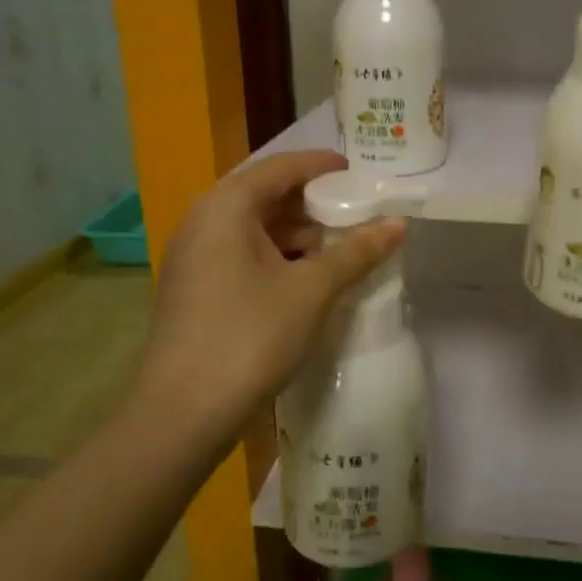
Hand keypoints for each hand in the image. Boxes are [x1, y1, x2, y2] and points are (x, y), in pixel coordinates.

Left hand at [138, 151, 404, 455]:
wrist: (182, 414)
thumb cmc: (249, 336)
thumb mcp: (311, 290)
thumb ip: (356, 251)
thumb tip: (399, 223)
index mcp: (226, 207)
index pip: (280, 167)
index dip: (322, 166)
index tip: (359, 173)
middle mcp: (203, 222)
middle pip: (265, 195)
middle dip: (313, 204)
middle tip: (358, 213)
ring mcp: (194, 257)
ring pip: (254, 228)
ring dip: (298, 234)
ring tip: (342, 248)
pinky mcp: (195, 289)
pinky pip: (243, 255)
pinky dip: (278, 257)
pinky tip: (309, 279)